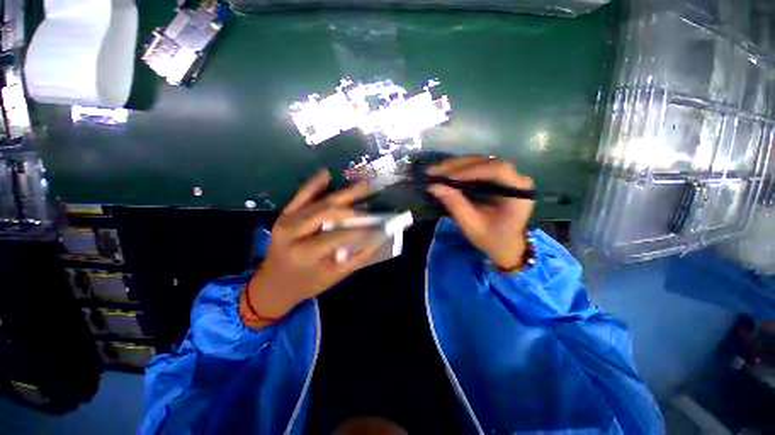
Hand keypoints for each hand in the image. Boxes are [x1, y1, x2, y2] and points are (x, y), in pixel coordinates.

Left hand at [241, 170, 381, 327]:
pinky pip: (300, 196)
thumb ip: (357, 258)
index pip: (338, 236)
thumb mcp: (334, 277)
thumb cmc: (306, 283)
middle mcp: (293, 233)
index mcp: (305, 253)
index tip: (379, 227)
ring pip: (317, 201)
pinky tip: (327, 174)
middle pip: (326, 212)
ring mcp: (286, 221)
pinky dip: (314, 184)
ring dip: (341, 192)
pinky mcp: (284, 215)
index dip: (360, 230)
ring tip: (361, 184)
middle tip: (371, 203)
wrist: (272, 285)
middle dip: (351, 207)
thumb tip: (377, 239)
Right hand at [427, 156, 534, 269]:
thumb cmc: (493, 239)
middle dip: (458, 166)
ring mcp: (507, 176)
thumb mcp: (472, 226)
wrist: (506, 246)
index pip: (496, 170)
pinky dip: (460, 170)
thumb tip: (434, 186)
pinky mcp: (497, 178)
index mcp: (518, 191)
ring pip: (480, 162)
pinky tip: (445, 173)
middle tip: (434, 171)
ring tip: (436, 171)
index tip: (446, 177)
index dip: (470, 171)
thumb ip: (455, 205)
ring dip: (456, 166)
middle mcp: (516, 178)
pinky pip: (477, 168)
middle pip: (486, 162)